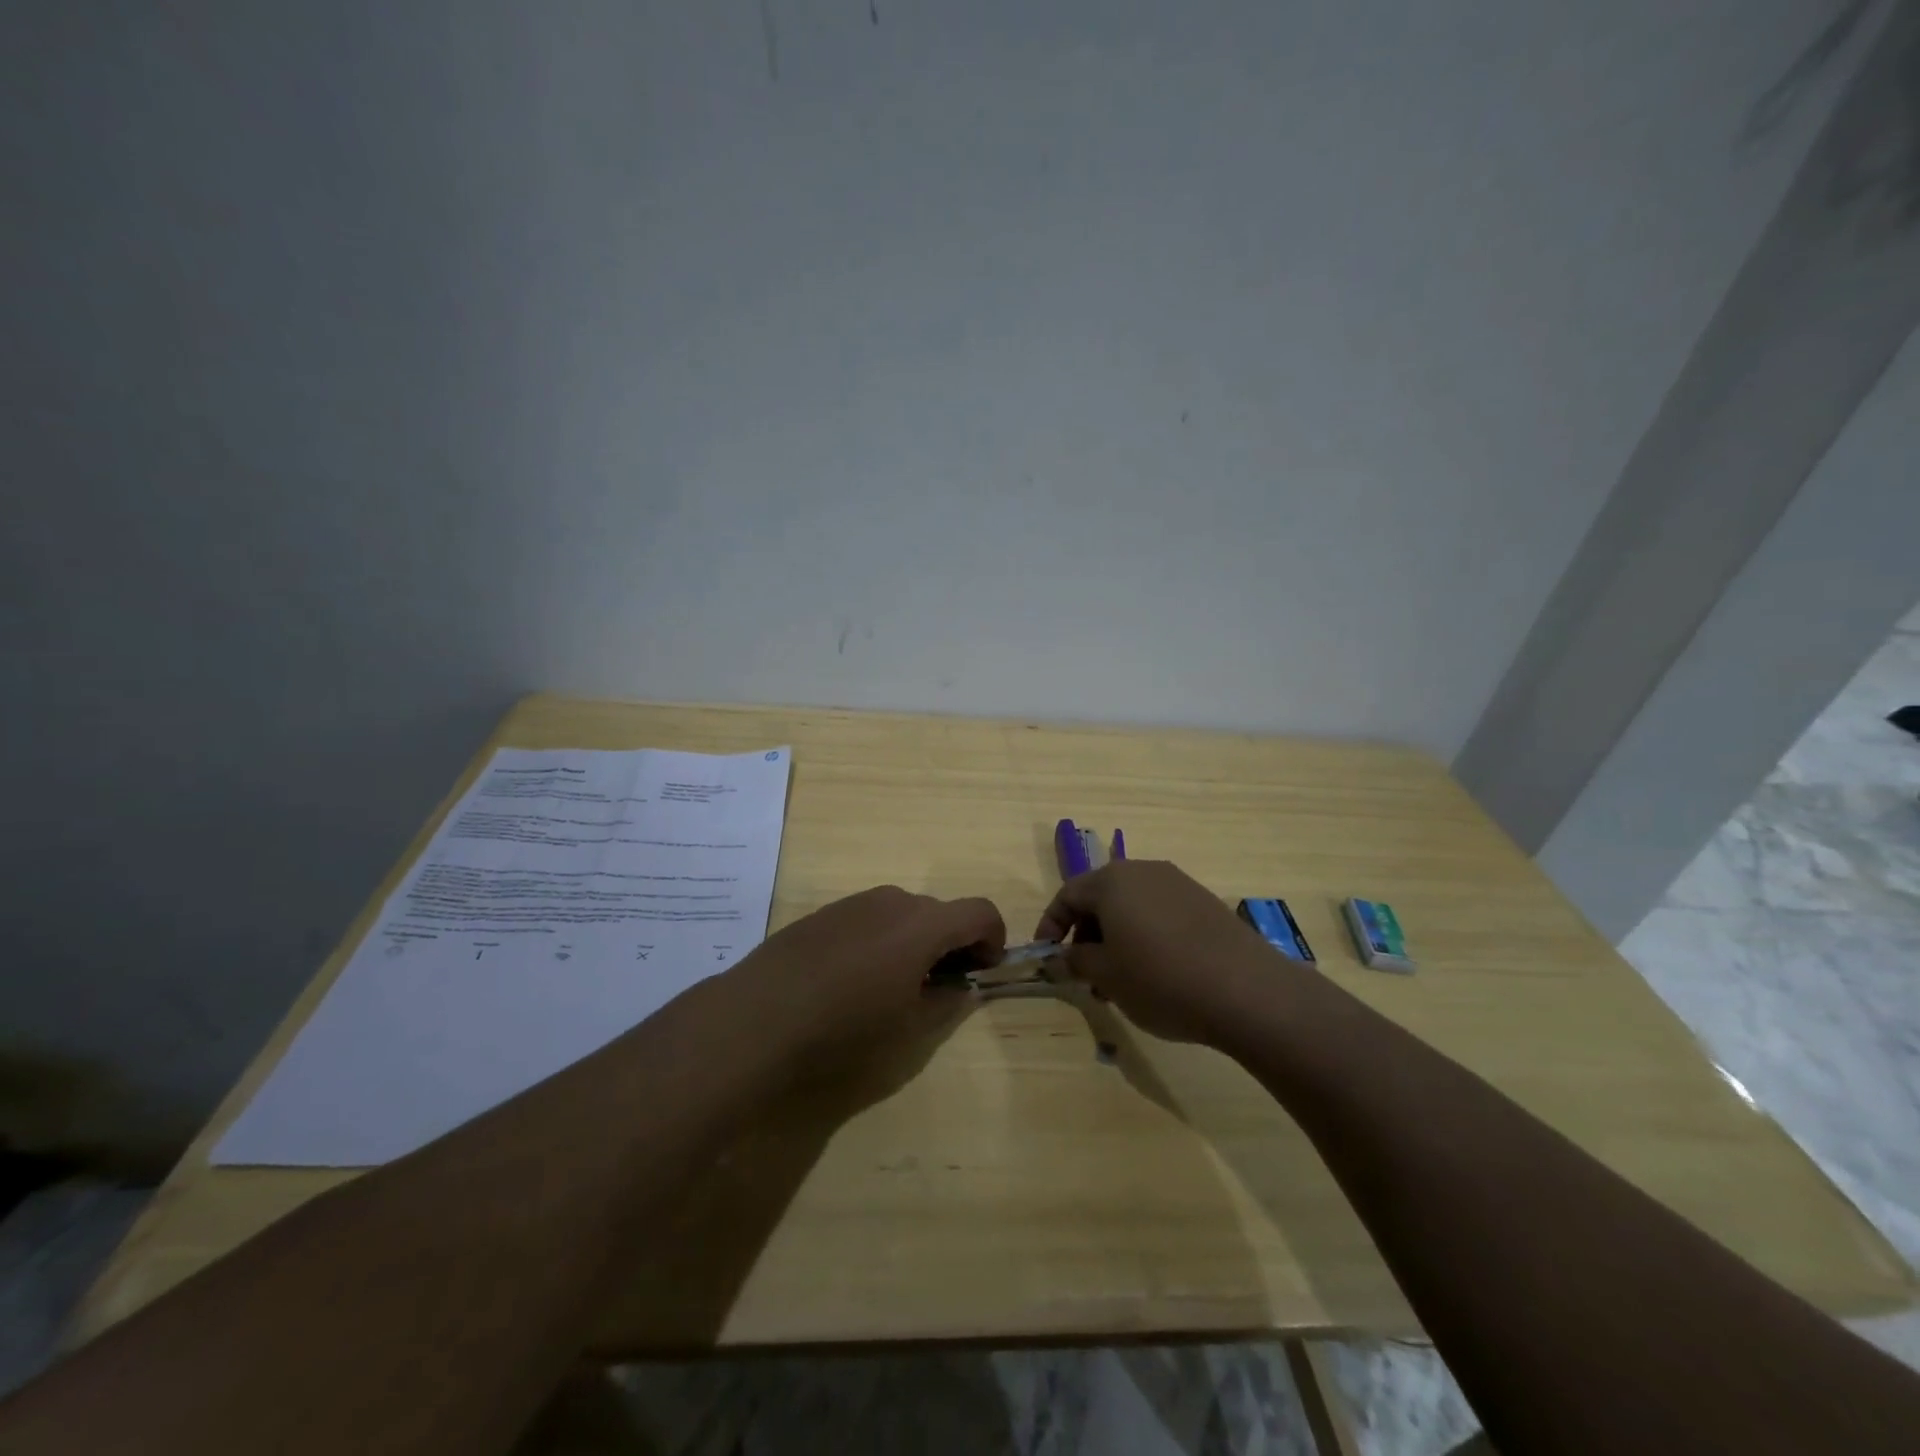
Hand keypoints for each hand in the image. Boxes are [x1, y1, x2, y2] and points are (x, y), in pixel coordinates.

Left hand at [729, 885, 1005, 1070]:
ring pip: (904, 914)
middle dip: (952, 943)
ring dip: (915, 940)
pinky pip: (870, 918)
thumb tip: (959, 987)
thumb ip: (946, 1001)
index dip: (992, 940)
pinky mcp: (824, 912)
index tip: (981, 972)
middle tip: (939, 986)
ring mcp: (854, 902)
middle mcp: (893, 901)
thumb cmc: (844, 1029)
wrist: (758, 1017)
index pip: (980, 912)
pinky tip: (853, 978)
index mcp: (923, 924)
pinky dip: (881, 939)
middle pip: (941, 912)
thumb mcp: (909, 1029)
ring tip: (894, 985)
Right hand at [1034, 860, 1267, 1044]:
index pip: (1067, 895)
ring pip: (1131, 907)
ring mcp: (1178, 883)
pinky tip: (1156, 972)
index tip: (1048, 957)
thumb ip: (1074, 961)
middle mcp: (1143, 871)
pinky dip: (1146, 936)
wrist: (1247, 990)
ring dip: (1116, 938)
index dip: (1051, 926)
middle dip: (1086, 934)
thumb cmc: (1161, 979)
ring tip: (1121, 980)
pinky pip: (1160, 913)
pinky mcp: (1204, 902)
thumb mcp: (1106, 975)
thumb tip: (1058, 958)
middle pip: (1100, 897)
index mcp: (1112, 881)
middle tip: (1086, 974)